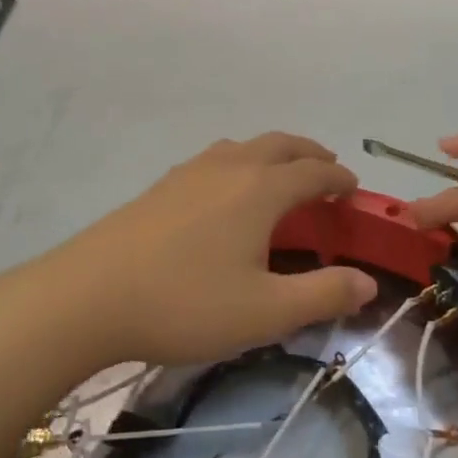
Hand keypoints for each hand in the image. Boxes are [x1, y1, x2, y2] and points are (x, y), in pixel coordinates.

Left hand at [52, 133, 377, 366]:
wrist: (88, 296)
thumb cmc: (185, 303)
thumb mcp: (265, 312)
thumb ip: (322, 295)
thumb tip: (368, 283)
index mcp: (260, 189)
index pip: (313, 172)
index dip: (339, 179)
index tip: (353, 191)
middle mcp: (228, 167)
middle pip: (280, 144)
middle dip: (309, 154)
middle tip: (326, 172)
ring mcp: (189, 172)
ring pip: (243, 147)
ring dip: (272, 154)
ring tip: (280, 178)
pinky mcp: (160, 187)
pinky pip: (214, 159)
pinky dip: (239, 163)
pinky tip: (225, 194)